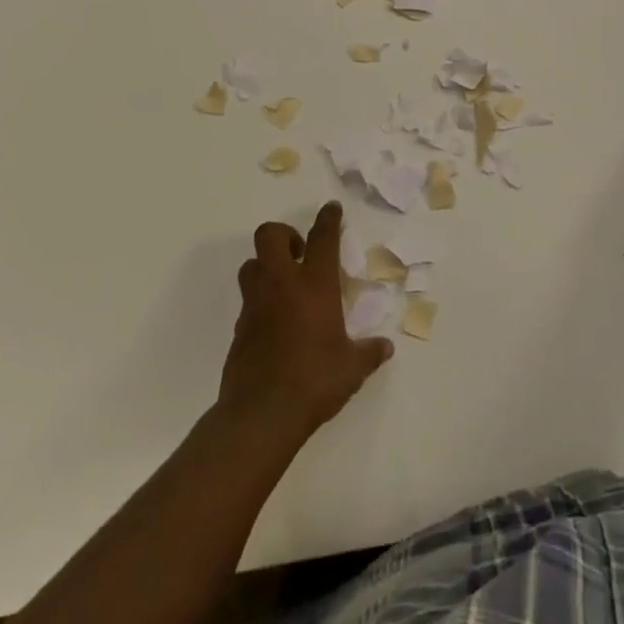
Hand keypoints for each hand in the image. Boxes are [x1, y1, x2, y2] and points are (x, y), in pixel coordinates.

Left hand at [218, 202, 393, 439]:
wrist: (262, 414)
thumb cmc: (315, 381)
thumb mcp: (352, 368)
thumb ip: (368, 353)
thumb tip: (385, 348)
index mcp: (314, 285)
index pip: (322, 238)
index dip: (328, 219)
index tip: (331, 209)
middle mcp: (281, 285)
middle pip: (269, 235)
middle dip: (284, 235)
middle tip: (301, 253)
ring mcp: (255, 305)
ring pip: (251, 265)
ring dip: (266, 266)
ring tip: (286, 286)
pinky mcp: (239, 328)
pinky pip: (248, 300)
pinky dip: (261, 301)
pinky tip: (276, 323)